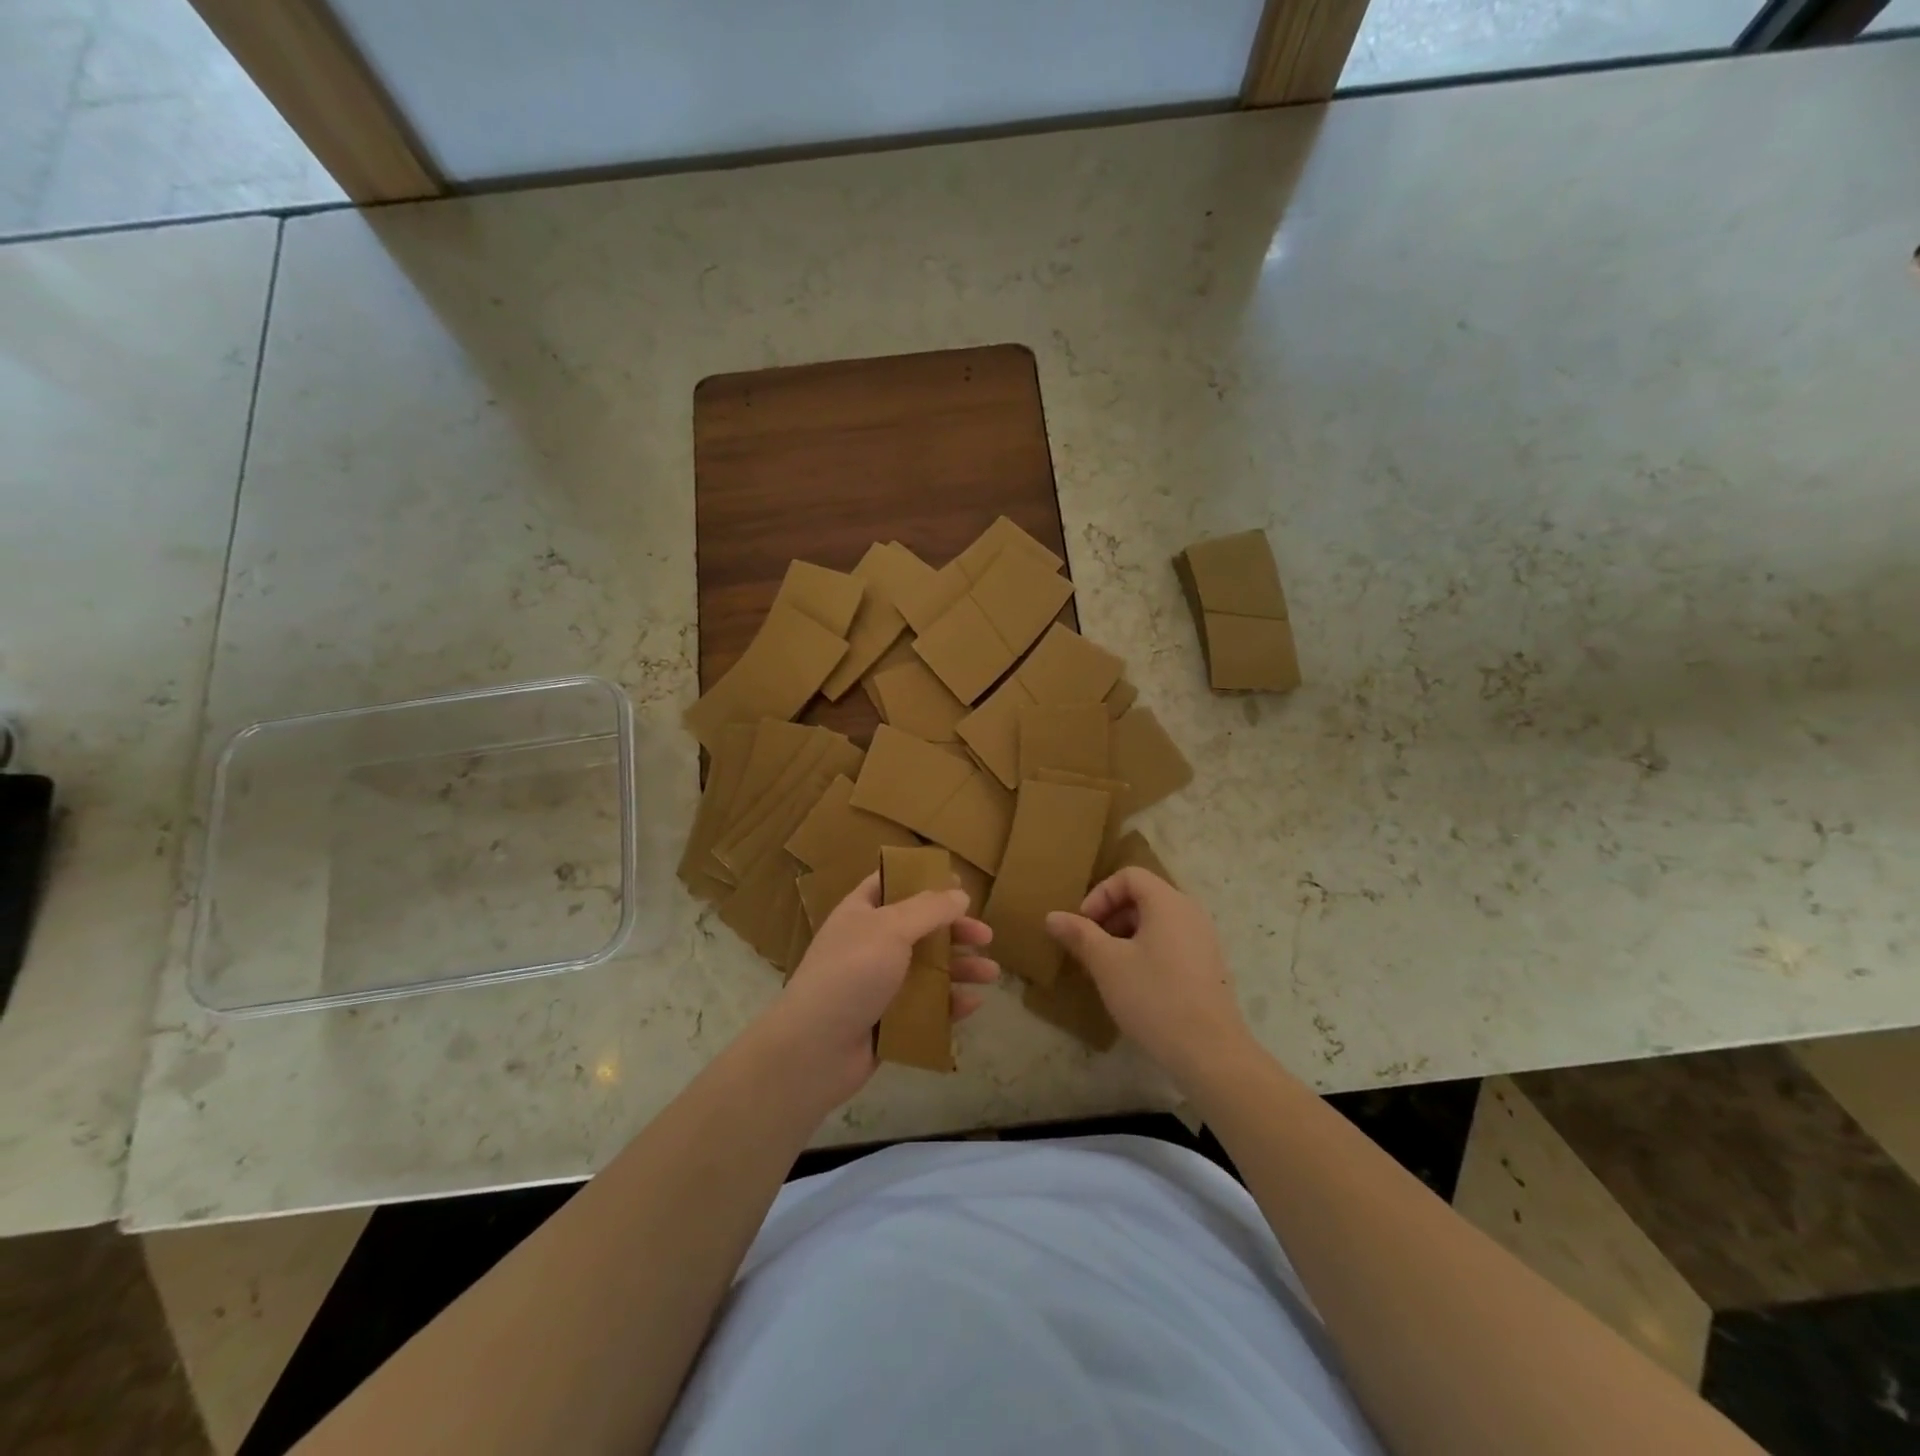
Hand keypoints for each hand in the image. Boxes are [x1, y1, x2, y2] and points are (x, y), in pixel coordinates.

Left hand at [764, 873, 997, 1109]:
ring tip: (991, 973)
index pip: (890, 884)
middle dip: (954, 930)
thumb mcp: (890, 929)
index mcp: (861, 913)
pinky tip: (973, 1004)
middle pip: (919, 929)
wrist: (815, 1049)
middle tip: (985, 935)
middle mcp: (870, 944)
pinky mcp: (888, 1020)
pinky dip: (949, 1004)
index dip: (921, 879)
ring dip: (959, 968)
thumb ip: (929, 909)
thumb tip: (960, 894)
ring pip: (927, 969)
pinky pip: (925, 1006)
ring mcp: (879, 984)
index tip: (957, 882)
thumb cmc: (851, 974)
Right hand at [1046, 868, 1251, 1089]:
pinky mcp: (1208, 966)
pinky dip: (1147, 951)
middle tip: (1091, 947)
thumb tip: (1052, 916)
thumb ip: (1079, 934)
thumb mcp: (1107, 964)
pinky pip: (1171, 942)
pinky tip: (1135, 985)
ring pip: (1157, 922)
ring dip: (1126, 935)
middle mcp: (1190, 912)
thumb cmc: (1154, 997)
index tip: (1084, 926)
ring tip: (1109, 968)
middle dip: (1111, 916)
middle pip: (1143, 896)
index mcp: (1168, 902)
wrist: (1210, 1052)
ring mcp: (1204, 940)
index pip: (1129, 876)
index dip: (1100, 894)